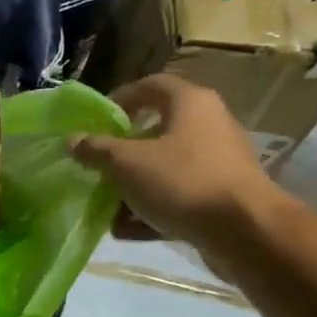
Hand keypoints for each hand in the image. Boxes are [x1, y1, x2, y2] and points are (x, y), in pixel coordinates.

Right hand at [67, 73, 289, 250]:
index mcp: (189, 103)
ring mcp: (217, 161)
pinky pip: (177, 194)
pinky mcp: (221, 194)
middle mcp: (208, 124)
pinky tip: (128, 231)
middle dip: (121, 152)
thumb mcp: (126, 164)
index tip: (95, 120)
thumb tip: (72, 139)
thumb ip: (96, 150)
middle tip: (97, 167)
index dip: (120, 98)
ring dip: (133, 185)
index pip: (151, 85)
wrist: (244, 230)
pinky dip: (152, 208)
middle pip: (155, 130)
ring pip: (164, 167)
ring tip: (107, 206)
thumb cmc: (182, 181)